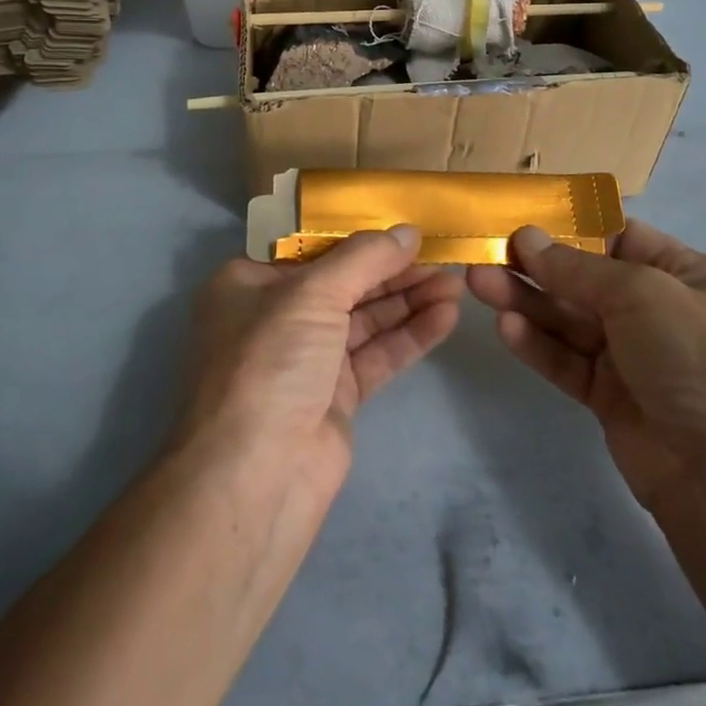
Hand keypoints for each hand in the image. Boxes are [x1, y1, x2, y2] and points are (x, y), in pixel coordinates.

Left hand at [182, 227, 462, 486]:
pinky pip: (376, 355)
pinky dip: (409, 336)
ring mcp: (306, 359)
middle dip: (394, 271)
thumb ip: (364, 258)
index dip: (360, 237)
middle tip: (445, 257)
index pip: (311, 249)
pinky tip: (445, 318)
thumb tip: (408, 231)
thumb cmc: (269, 362)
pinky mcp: (334, 397)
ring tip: (456, 285)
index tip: (405, 229)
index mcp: (249, 284)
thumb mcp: (311, 294)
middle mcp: (274, 317)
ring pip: (364, 320)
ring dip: (409, 301)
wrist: (256, 476)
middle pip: (344, 283)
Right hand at [468, 222, 705, 516]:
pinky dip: (537, 343)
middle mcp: (660, 311)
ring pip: (569, 319)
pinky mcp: (611, 398)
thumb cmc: (699, 361)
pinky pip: (568, 361)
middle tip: (484, 252)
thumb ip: (578, 268)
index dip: (571, 226)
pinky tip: (505, 326)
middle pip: (586, 279)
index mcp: (687, 275)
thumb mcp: (642, 294)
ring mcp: (635, 357)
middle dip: (536, 266)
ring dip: (525, 300)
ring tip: (477, 282)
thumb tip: (528, 239)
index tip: (520, 219)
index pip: (620, 236)